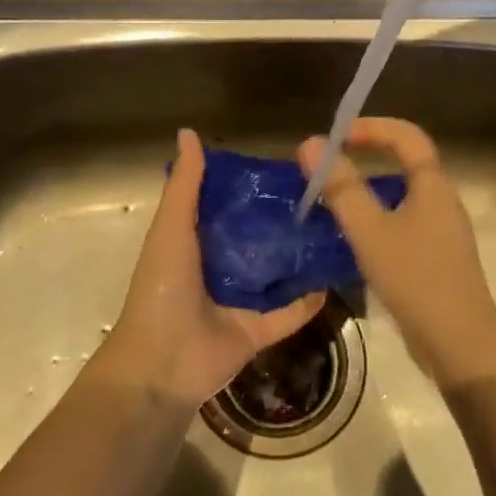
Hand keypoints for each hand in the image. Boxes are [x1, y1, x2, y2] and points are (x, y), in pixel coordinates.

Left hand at [92, 129, 325, 404]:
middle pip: (254, 241)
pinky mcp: (257, 331)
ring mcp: (238, 303)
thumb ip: (185, 184)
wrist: (162, 362)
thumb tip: (189, 132)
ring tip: (333, 229)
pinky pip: (289, 313)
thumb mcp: (172, 227)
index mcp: (194, 245)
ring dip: (297, 257)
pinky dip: (309, 300)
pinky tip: (334, 277)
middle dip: (280, 221)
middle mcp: (217, 271)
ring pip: (274, 275)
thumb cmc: (163, 287)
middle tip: (318, 196)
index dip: (248, 189)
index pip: (225, 209)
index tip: (281, 168)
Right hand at [296, 119, 495, 388]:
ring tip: (335, 202)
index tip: (336, 136)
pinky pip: (405, 222)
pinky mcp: (438, 259)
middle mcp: (443, 201)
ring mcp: (443, 232)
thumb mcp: (370, 231)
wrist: (461, 345)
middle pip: (406, 162)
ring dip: (370, 190)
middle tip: (329, 168)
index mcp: (433, 186)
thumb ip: (341, 186)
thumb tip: (310, 143)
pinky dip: (379, 218)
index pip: (406, 135)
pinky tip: (357, 241)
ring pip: (404, 195)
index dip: (371, 126)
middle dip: (368, 155)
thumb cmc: (416, 279)